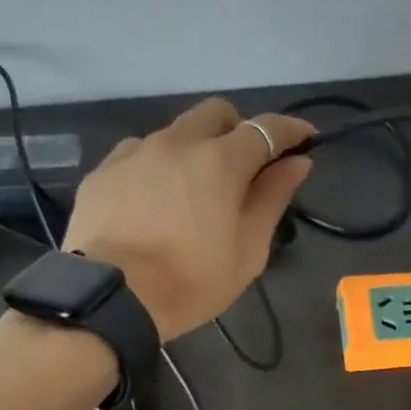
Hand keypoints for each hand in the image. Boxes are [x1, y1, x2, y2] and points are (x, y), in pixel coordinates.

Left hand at [63, 98, 314, 338]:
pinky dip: (158, 166)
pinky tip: (155, 199)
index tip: (306, 139)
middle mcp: (178, 142)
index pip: (266, 128)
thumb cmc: (192, 280)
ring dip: (195, 148)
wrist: (111, 297)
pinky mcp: (104, 170)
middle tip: (244, 166)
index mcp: (221, 160)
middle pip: (216, 113)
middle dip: (238, 129)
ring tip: (194, 189)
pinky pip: (140, 152)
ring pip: (176, 131)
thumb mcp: (248, 249)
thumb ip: (273, 198)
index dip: (291, 130)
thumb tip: (297, 162)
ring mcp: (136, 152)